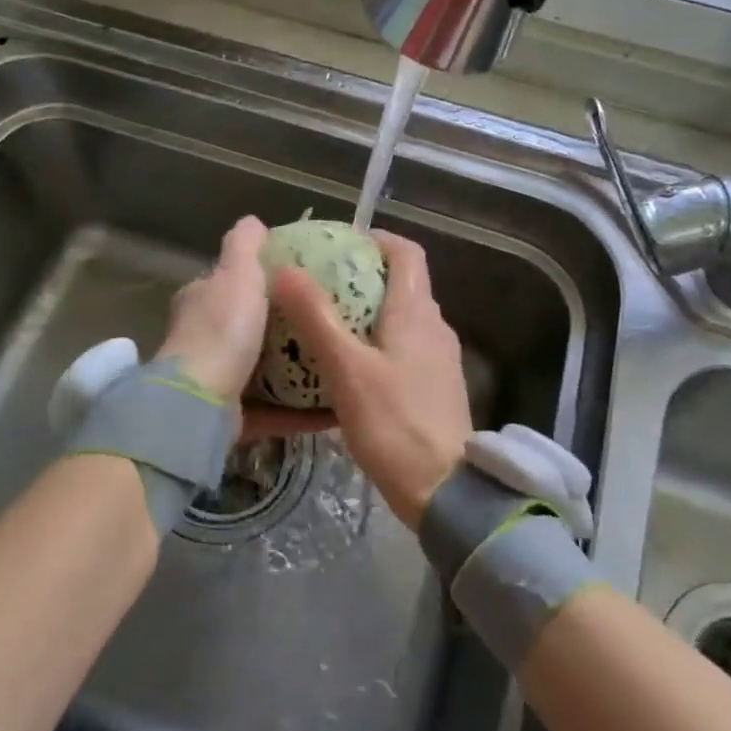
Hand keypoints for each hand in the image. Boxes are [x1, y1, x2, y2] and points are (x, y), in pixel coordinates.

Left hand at [157, 216, 332, 442]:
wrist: (200, 403)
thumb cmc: (221, 329)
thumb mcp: (236, 273)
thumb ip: (244, 245)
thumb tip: (255, 220)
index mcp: (201, 303)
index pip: (229, 283)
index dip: (259, 279)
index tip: (299, 281)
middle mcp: (205, 342)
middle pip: (250, 329)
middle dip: (285, 328)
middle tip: (328, 323)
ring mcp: (218, 383)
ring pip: (264, 373)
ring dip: (297, 371)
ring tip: (338, 361)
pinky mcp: (234, 419)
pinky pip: (277, 412)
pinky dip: (303, 411)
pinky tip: (336, 406)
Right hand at [270, 231, 471, 527]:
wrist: (446, 490)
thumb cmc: (394, 423)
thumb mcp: (346, 368)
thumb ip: (316, 317)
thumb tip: (284, 270)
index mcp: (416, 312)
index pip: (406, 253)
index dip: (376, 239)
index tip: (340, 244)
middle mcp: (434, 327)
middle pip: (403, 283)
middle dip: (362, 276)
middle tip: (319, 284)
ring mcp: (439, 359)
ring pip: (402, 318)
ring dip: (368, 311)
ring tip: (325, 323)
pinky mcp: (436, 387)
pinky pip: (405, 348)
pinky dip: (377, 343)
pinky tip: (348, 368)